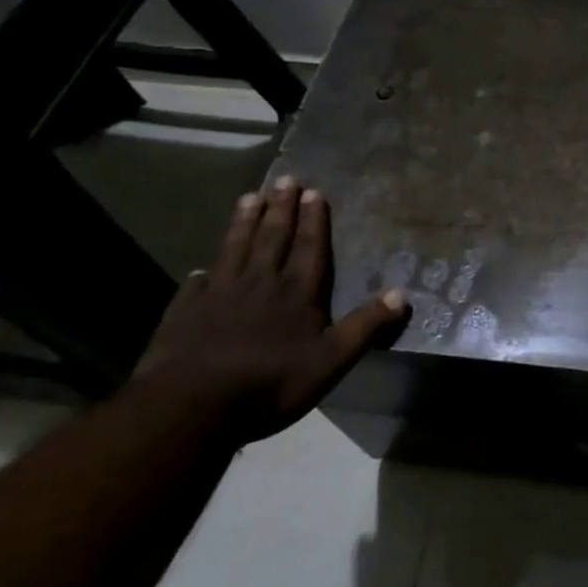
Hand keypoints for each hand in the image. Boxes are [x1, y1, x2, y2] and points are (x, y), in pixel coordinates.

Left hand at [135, 176, 407, 441]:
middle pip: (272, 238)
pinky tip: (200, 270)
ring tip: (249, 198)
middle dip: (281, 209)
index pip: (309, 247)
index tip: (314, 191)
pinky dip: (200, 276)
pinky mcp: (185, 315)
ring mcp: (219, 296)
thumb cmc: (270, 383)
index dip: (313, 220)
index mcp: (297, 292)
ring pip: (235, 250)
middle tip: (285, 180)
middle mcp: (260, 283)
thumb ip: (365, 326)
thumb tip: (402, 293)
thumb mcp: (332, 360)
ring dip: (243, 223)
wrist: (192, 406)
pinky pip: (195, 287)